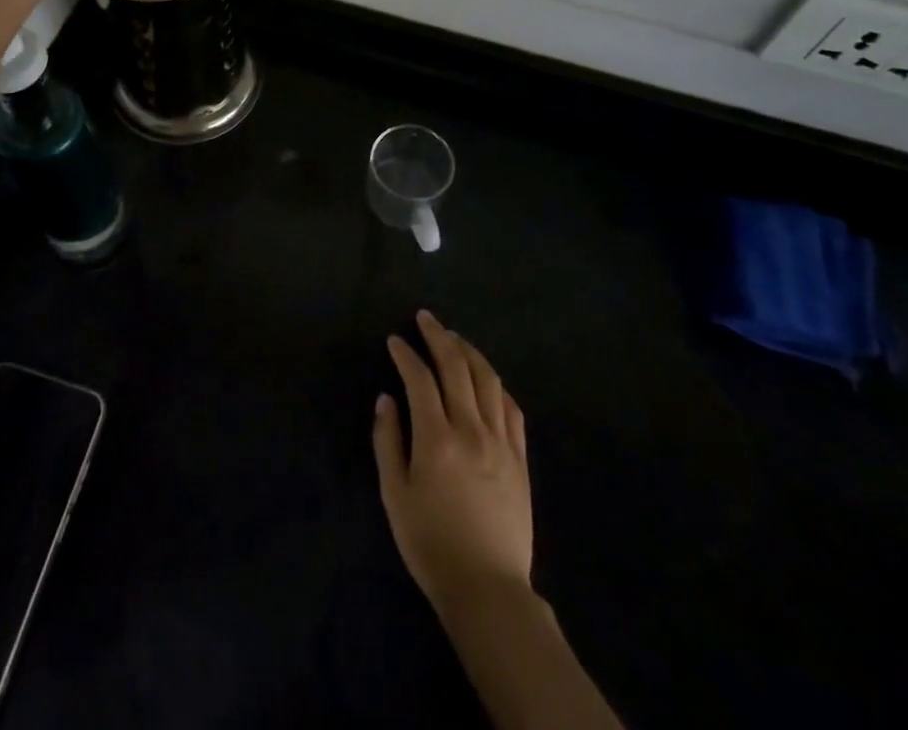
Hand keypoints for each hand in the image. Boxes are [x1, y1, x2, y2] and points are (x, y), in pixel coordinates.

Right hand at [373, 310, 532, 614]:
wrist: (488, 589)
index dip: (405, 354)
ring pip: (488, 380)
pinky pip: (511, 408)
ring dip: (469, 352)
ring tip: (454, 338)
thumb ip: (387, 441)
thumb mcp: (394, 494)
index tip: (394, 340)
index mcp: (437, 438)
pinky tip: (486, 378)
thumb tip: (386, 398)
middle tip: (425, 319)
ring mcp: (501, 442)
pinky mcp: (520, 458)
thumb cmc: (431, 544)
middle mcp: (471, 429)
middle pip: (457, 367)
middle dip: (438, 337)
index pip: (420, 378)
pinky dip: (496, 384)